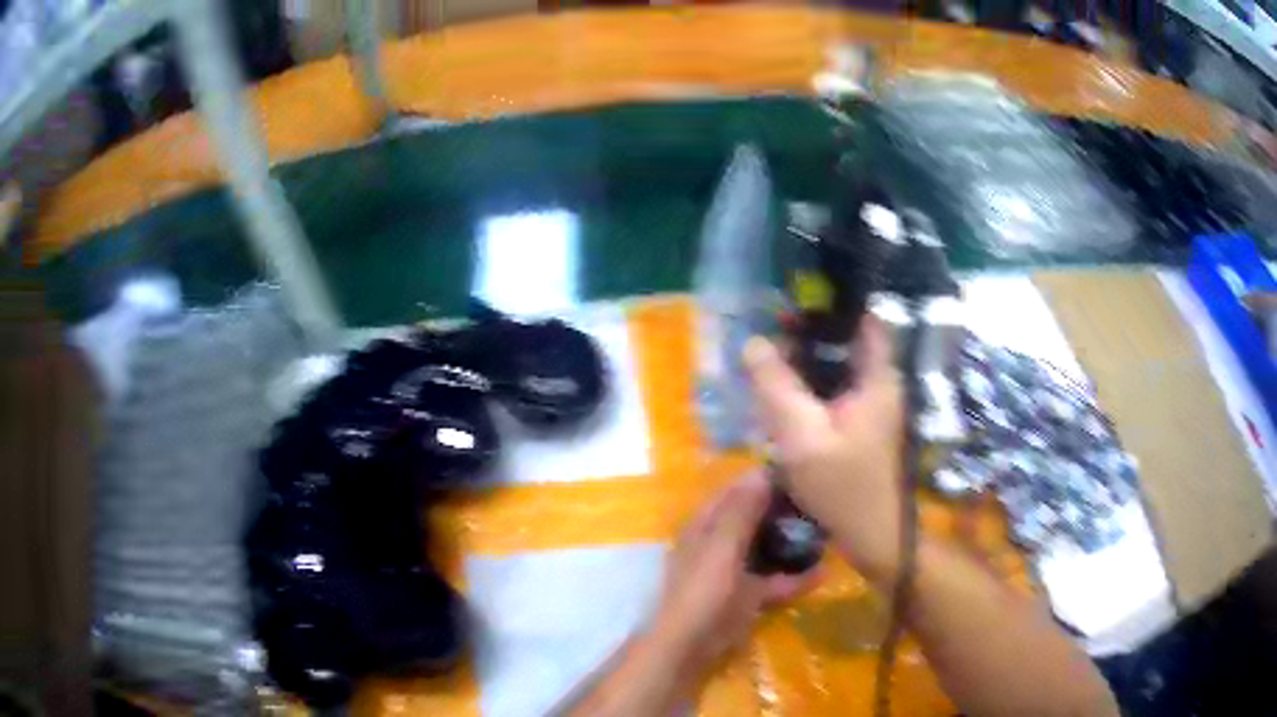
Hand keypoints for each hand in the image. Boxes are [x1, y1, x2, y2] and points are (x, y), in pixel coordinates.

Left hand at [649, 472, 818, 669]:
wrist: (689, 646)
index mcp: (706, 524)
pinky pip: (774, 580)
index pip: (738, 490)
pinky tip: (824, 573)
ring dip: (793, 542)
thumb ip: (741, 511)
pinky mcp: (745, 596)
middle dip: (785, 511)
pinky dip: (795, 578)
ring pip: (767, 548)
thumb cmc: (703, 591)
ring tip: (828, 531)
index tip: (802, 471)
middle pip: (755, 518)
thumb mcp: (722, 547)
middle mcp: (719, 542)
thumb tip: (761, 470)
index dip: (766, 479)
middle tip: (822, 501)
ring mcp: (733, 570)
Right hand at [742, 316, 904, 586]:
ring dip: (807, 364)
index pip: (864, 319)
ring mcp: (872, 407)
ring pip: (838, 369)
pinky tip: (783, 398)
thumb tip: (753, 343)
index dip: (834, 302)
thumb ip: (776, 388)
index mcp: (877, 377)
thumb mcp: (802, 436)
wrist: (872, 536)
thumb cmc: (843, 487)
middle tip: (768, 331)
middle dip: (809, 334)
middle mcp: (880, 384)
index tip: (795, 297)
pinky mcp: (862, 427)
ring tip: (768, 360)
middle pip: (846, 342)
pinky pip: (835, 394)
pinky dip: (811, 389)